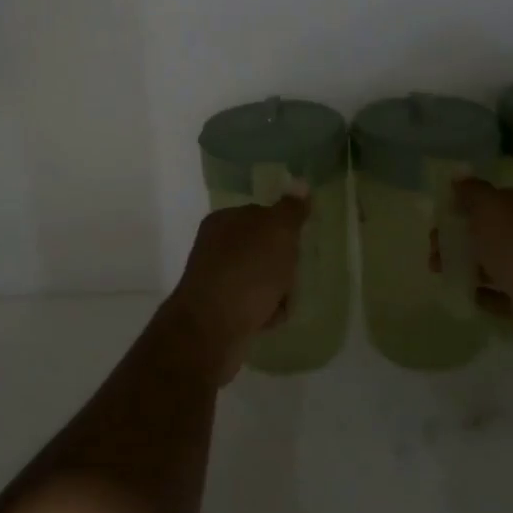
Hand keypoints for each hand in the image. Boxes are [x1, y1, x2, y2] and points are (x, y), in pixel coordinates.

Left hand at [164, 197, 308, 383]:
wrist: (211, 329)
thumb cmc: (247, 272)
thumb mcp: (277, 232)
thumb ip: (291, 209)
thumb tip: (300, 183)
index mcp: (225, 220)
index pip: (262, 214)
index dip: (284, 230)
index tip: (297, 245)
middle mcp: (215, 246)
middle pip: (263, 248)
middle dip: (283, 263)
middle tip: (293, 275)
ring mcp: (215, 278)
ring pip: (260, 278)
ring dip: (277, 290)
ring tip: (282, 302)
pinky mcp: (218, 309)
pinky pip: (252, 304)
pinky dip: (265, 311)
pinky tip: (269, 320)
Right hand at [455, 178, 512, 371]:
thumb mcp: (490, 208)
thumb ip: (473, 191)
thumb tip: (460, 176)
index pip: (499, 199)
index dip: (469, 204)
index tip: (442, 216)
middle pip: (493, 232)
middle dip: (460, 237)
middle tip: (434, 247)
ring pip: (494, 263)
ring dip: (465, 264)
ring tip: (439, 271)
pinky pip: (500, 295)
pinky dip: (481, 293)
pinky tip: (462, 292)